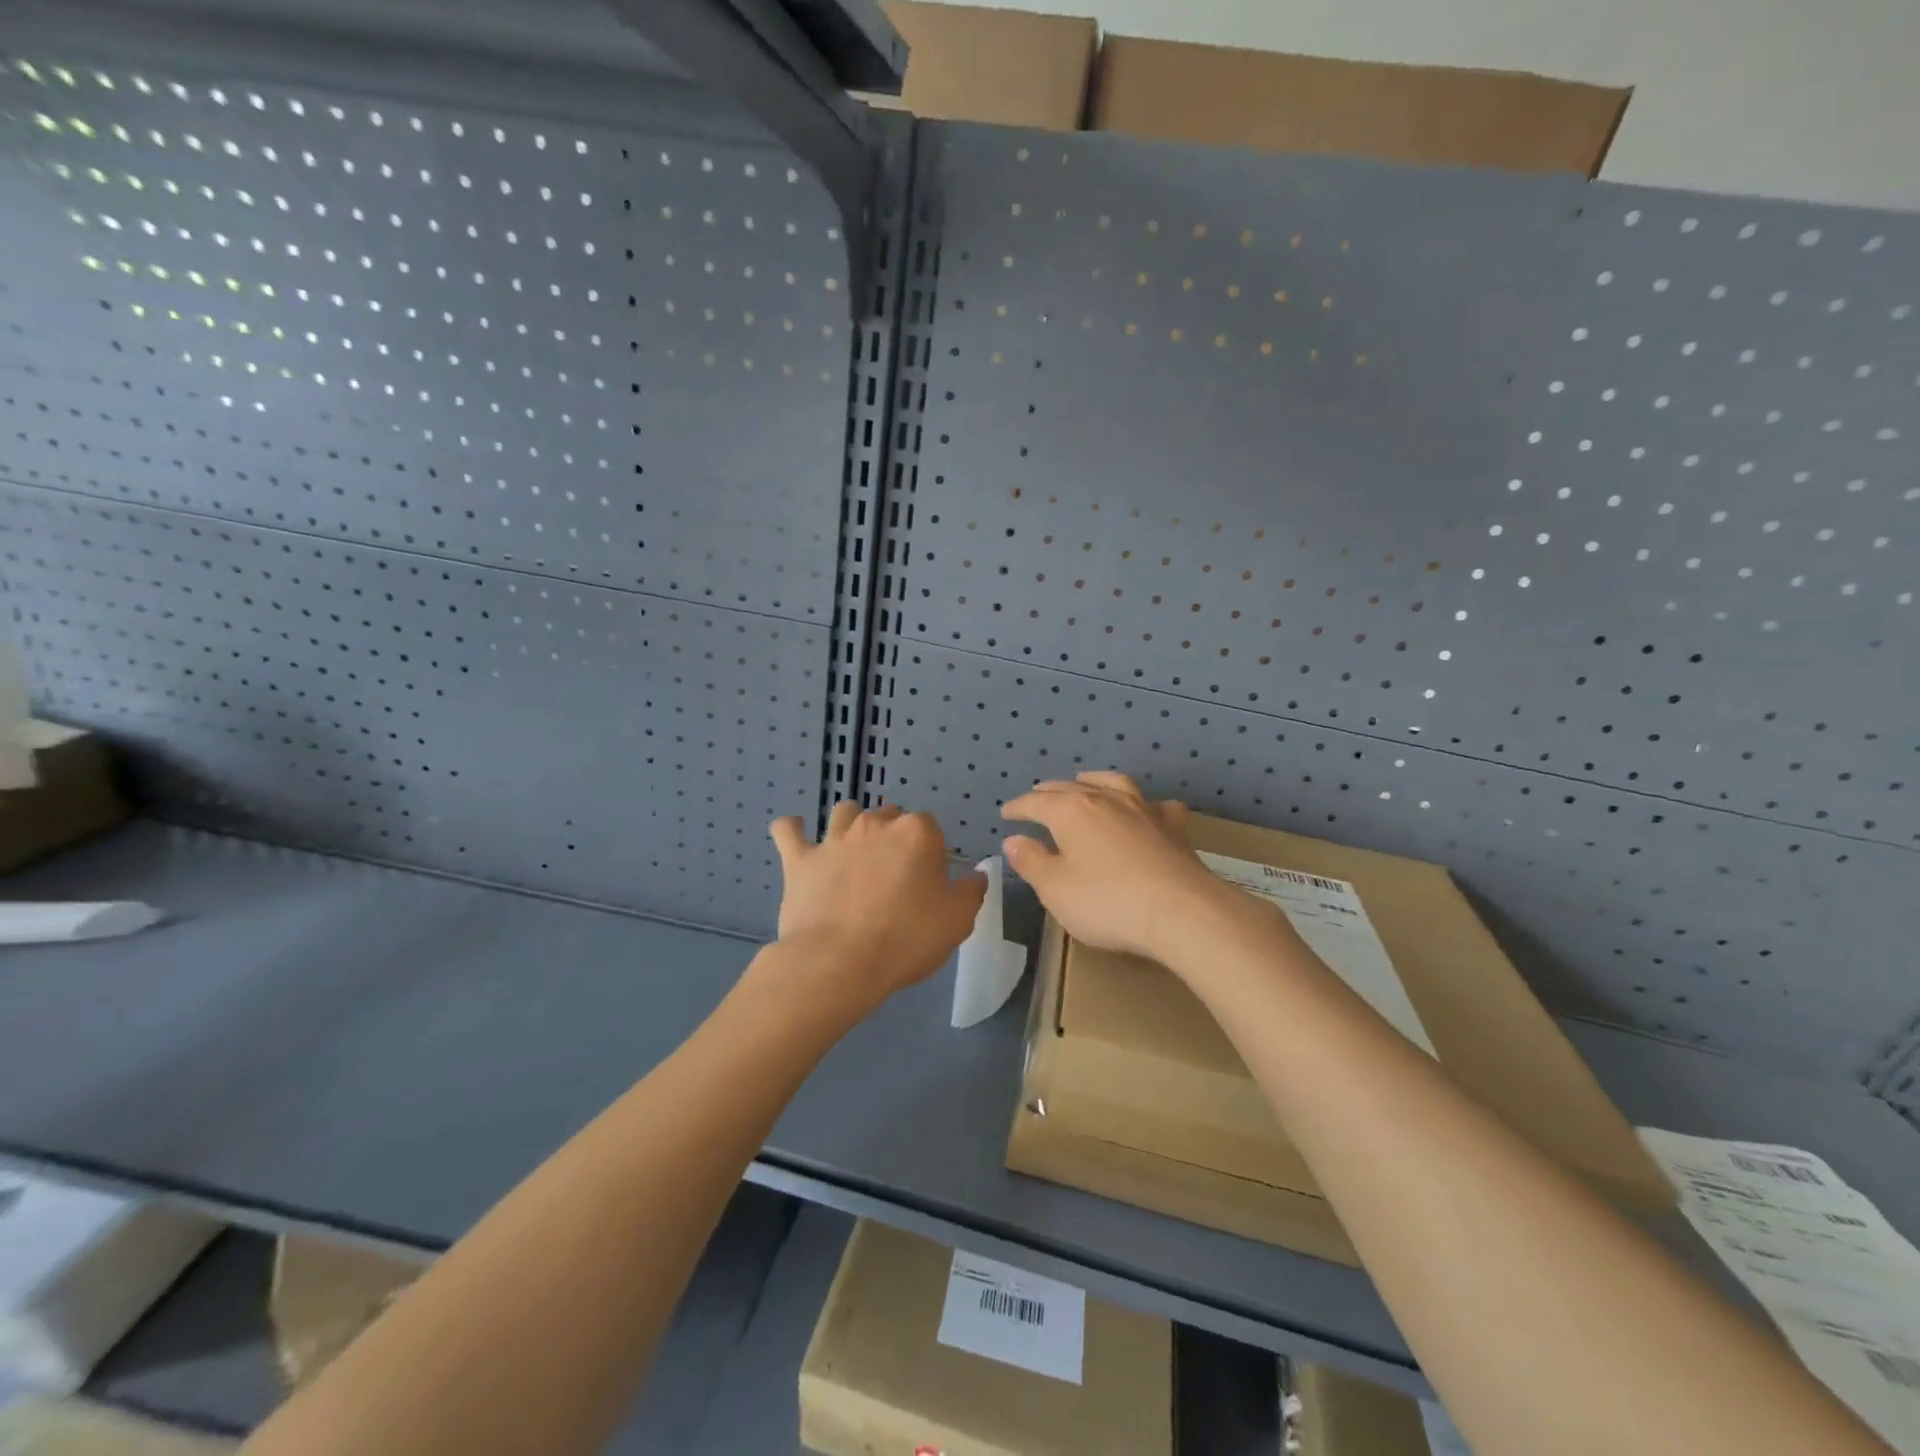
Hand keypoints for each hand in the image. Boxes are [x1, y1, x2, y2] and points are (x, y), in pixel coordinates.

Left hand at [768, 801, 985, 1011]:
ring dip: (851, 825)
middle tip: (894, 876)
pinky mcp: (799, 858)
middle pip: (889, 817)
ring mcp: (833, 838)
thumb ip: (971, 891)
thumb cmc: (905, 940)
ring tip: (854, 854)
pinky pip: (789, 831)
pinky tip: (796, 836)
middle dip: (893, 838)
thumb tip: (976, 874)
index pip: (931, 829)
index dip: (931, 854)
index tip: (929, 884)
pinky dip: (793, 831)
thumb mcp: (957, 921)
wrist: (838, 963)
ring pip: (844, 813)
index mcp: (916, 832)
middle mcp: (874, 824)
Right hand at [1001, 771, 1237, 962]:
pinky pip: (1156, 806)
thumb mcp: (1055, 889)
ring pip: (1113, 784)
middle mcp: (1105, 800)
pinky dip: (1144, 804)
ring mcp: (1143, 810)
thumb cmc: (1107, 902)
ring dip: (1093, 781)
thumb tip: (1014, 840)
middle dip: (1049, 792)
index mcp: (1071, 812)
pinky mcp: (1172, 828)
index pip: (1036, 803)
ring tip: (1084, 782)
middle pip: (1070, 788)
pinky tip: (1146, 810)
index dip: (1018, 807)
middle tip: (1037, 797)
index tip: (1006, 813)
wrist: (1182, 912)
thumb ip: (1032, 862)